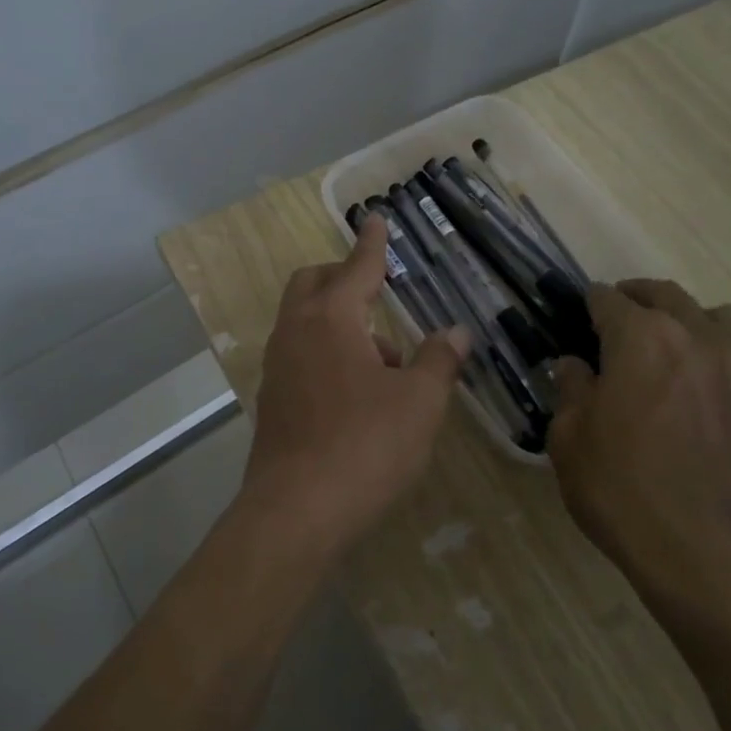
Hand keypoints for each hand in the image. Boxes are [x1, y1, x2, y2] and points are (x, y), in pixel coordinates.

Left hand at [241, 216, 471, 557]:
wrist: (297, 510)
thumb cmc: (366, 446)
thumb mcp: (419, 402)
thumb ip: (439, 360)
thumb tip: (458, 332)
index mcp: (330, 319)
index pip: (357, 267)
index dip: (372, 244)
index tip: (375, 219)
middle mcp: (295, 334)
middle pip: (313, 284)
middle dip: (344, 277)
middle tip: (378, 293)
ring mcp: (277, 368)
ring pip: (304, 322)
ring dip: (340, 323)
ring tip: (386, 364)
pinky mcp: (272, 402)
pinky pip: (299, 357)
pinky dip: (326, 354)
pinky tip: (357, 394)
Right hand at [548, 279, 730, 619]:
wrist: (708, 552)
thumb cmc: (622, 490)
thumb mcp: (570, 440)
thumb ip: (572, 391)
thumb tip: (575, 365)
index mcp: (642, 339)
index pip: (611, 301)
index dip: (592, 301)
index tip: (582, 308)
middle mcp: (700, 339)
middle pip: (669, 296)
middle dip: (640, 297)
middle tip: (622, 314)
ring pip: (725, 319)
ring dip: (695, 321)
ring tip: (679, 348)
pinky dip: (724, 372)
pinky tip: (710, 408)